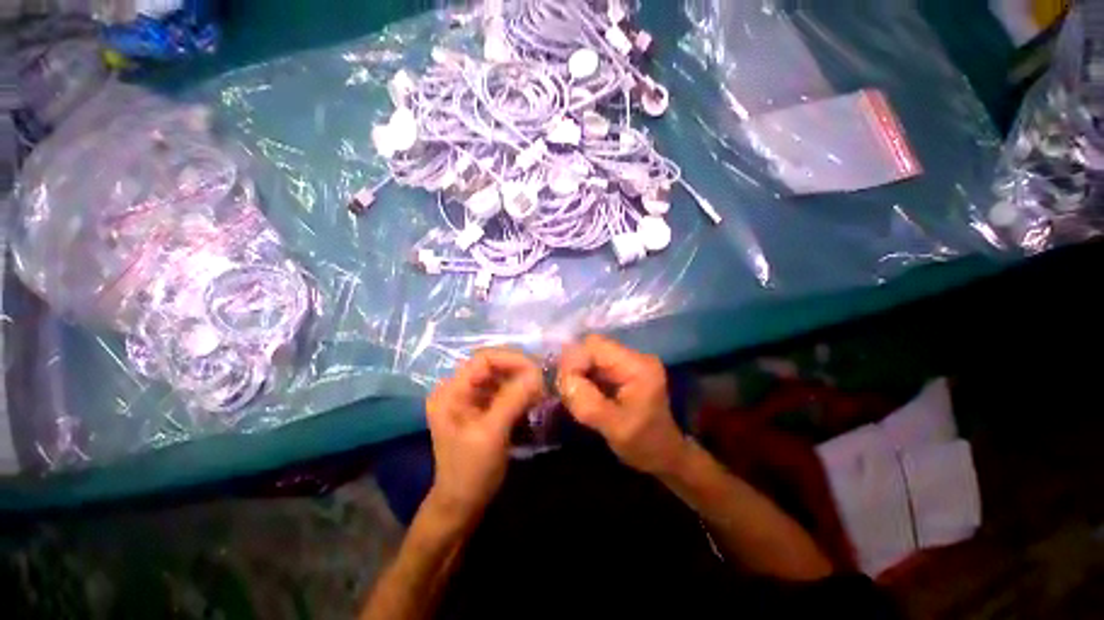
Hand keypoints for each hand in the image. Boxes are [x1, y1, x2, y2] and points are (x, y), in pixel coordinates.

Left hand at [426, 348, 545, 518]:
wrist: (462, 505)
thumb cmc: (470, 472)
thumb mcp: (491, 434)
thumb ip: (513, 400)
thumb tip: (538, 374)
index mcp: (451, 391)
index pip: (484, 359)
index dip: (511, 360)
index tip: (537, 372)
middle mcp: (459, 389)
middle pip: (494, 365)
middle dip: (520, 371)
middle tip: (543, 383)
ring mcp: (471, 399)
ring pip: (502, 377)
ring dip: (522, 382)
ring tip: (541, 393)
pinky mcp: (483, 409)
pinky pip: (505, 391)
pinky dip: (521, 393)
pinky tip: (533, 401)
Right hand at [557, 335, 686, 475]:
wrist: (664, 454)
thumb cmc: (644, 444)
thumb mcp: (614, 428)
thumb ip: (586, 403)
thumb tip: (562, 379)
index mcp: (638, 366)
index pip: (595, 345)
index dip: (574, 360)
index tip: (563, 384)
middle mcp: (634, 356)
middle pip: (592, 347)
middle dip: (574, 366)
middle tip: (564, 390)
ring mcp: (629, 361)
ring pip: (591, 355)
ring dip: (577, 372)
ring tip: (571, 393)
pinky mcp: (623, 369)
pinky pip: (595, 365)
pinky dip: (583, 376)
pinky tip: (580, 392)